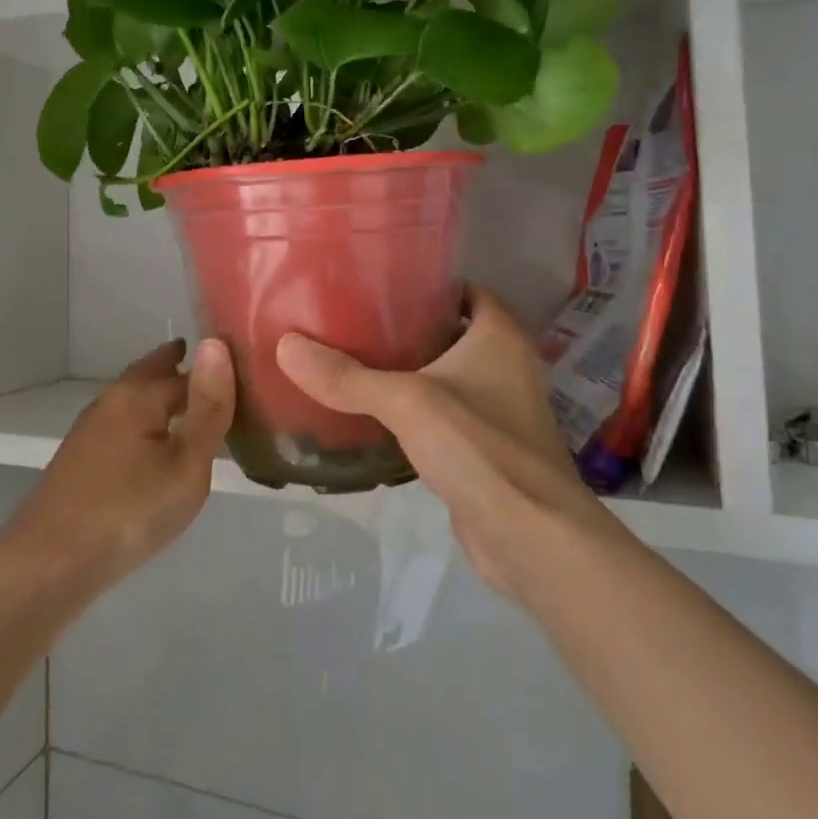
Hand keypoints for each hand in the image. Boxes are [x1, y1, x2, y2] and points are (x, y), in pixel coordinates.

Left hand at [6, 338, 233, 592]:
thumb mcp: (186, 463)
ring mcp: (91, 430)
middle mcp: (111, 400)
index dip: (215, 372)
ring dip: (162, 397)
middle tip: (214, 372)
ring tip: (192, 408)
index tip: (241, 373)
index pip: (186, 368)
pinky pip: (124, 425)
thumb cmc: (129, 511)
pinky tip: (155, 446)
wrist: (48, 565)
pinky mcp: (81, 459)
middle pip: (151, 374)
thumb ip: (208, 407)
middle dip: (179, 370)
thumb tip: (217, 343)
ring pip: (135, 401)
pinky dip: (146, 423)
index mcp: (138, 393)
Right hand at [277, 285, 616, 603]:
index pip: (467, 290)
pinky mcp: (487, 449)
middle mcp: (507, 366)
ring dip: (412, 369)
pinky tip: (376, 412)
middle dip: (411, 324)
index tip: (381, 280)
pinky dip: (417, 410)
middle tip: (356, 318)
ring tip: (357, 358)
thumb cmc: (480, 448)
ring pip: (449, 375)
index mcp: (500, 336)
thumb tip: (286, 346)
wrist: (532, 538)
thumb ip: (347, 377)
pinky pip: (446, 414)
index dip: (429, 282)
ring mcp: (500, 410)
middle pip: (454, 331)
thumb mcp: (406, 402)